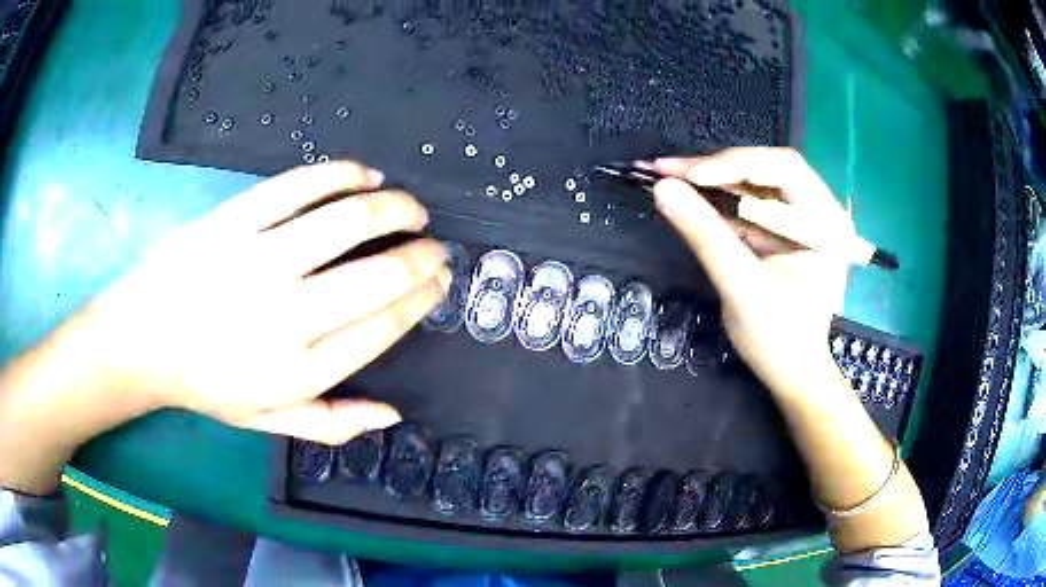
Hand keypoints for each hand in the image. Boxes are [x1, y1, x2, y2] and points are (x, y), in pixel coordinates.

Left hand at [81, 161, 448, 443]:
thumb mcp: (269, 420)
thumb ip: (332, 423)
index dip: (422, 298)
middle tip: (434, 245)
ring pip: (348, 221)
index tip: (440, 281)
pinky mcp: (234, 220)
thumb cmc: (207, 383)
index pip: (384, 325)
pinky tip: (364, 175)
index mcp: (300, 369)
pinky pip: (299, 186)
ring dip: (394, 208)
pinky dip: (342, 175)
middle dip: (422, 256)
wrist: (144, 340)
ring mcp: (259, 259)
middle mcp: (287, 315)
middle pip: (379, 275)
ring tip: (411, 207)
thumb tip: (393, 415)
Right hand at [649, 147, 849, 393]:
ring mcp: (801, 218)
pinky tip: (687, 193)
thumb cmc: (780, 339)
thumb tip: (663, 189)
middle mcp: (819, 211)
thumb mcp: (742, 289)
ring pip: (754, 181)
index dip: (735, 165)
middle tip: (667, 169)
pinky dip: (716, 197)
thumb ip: (706, 237)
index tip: (689, 177)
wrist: (792, 372)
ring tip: (668, 175)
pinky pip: (748, 202)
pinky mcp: (782, 228)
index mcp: (827, 224)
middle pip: (767, 168)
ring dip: (711, 178)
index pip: (784, 169)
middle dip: (717, 167)